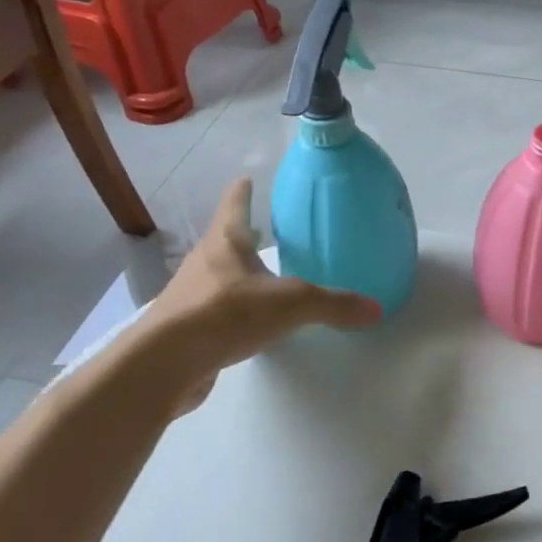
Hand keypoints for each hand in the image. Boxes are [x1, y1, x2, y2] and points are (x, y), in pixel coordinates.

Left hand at [141, 178, 381, 405]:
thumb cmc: (226, 313)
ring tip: (264, 278)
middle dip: (244, 235)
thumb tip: (377, 309)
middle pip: (225, 240)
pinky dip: (232, 310)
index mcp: (226, 242)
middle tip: (266, 231)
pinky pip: (215, 310)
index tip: (247, 177)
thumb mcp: (292, 304)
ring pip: (219, 276)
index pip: (235, 204)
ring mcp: (190, 295)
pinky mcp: (186, 328)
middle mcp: (204, 262)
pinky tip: (249, 323)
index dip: (243, 191)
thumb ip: (335, 305)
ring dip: (238, 274)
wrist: (164, 363)